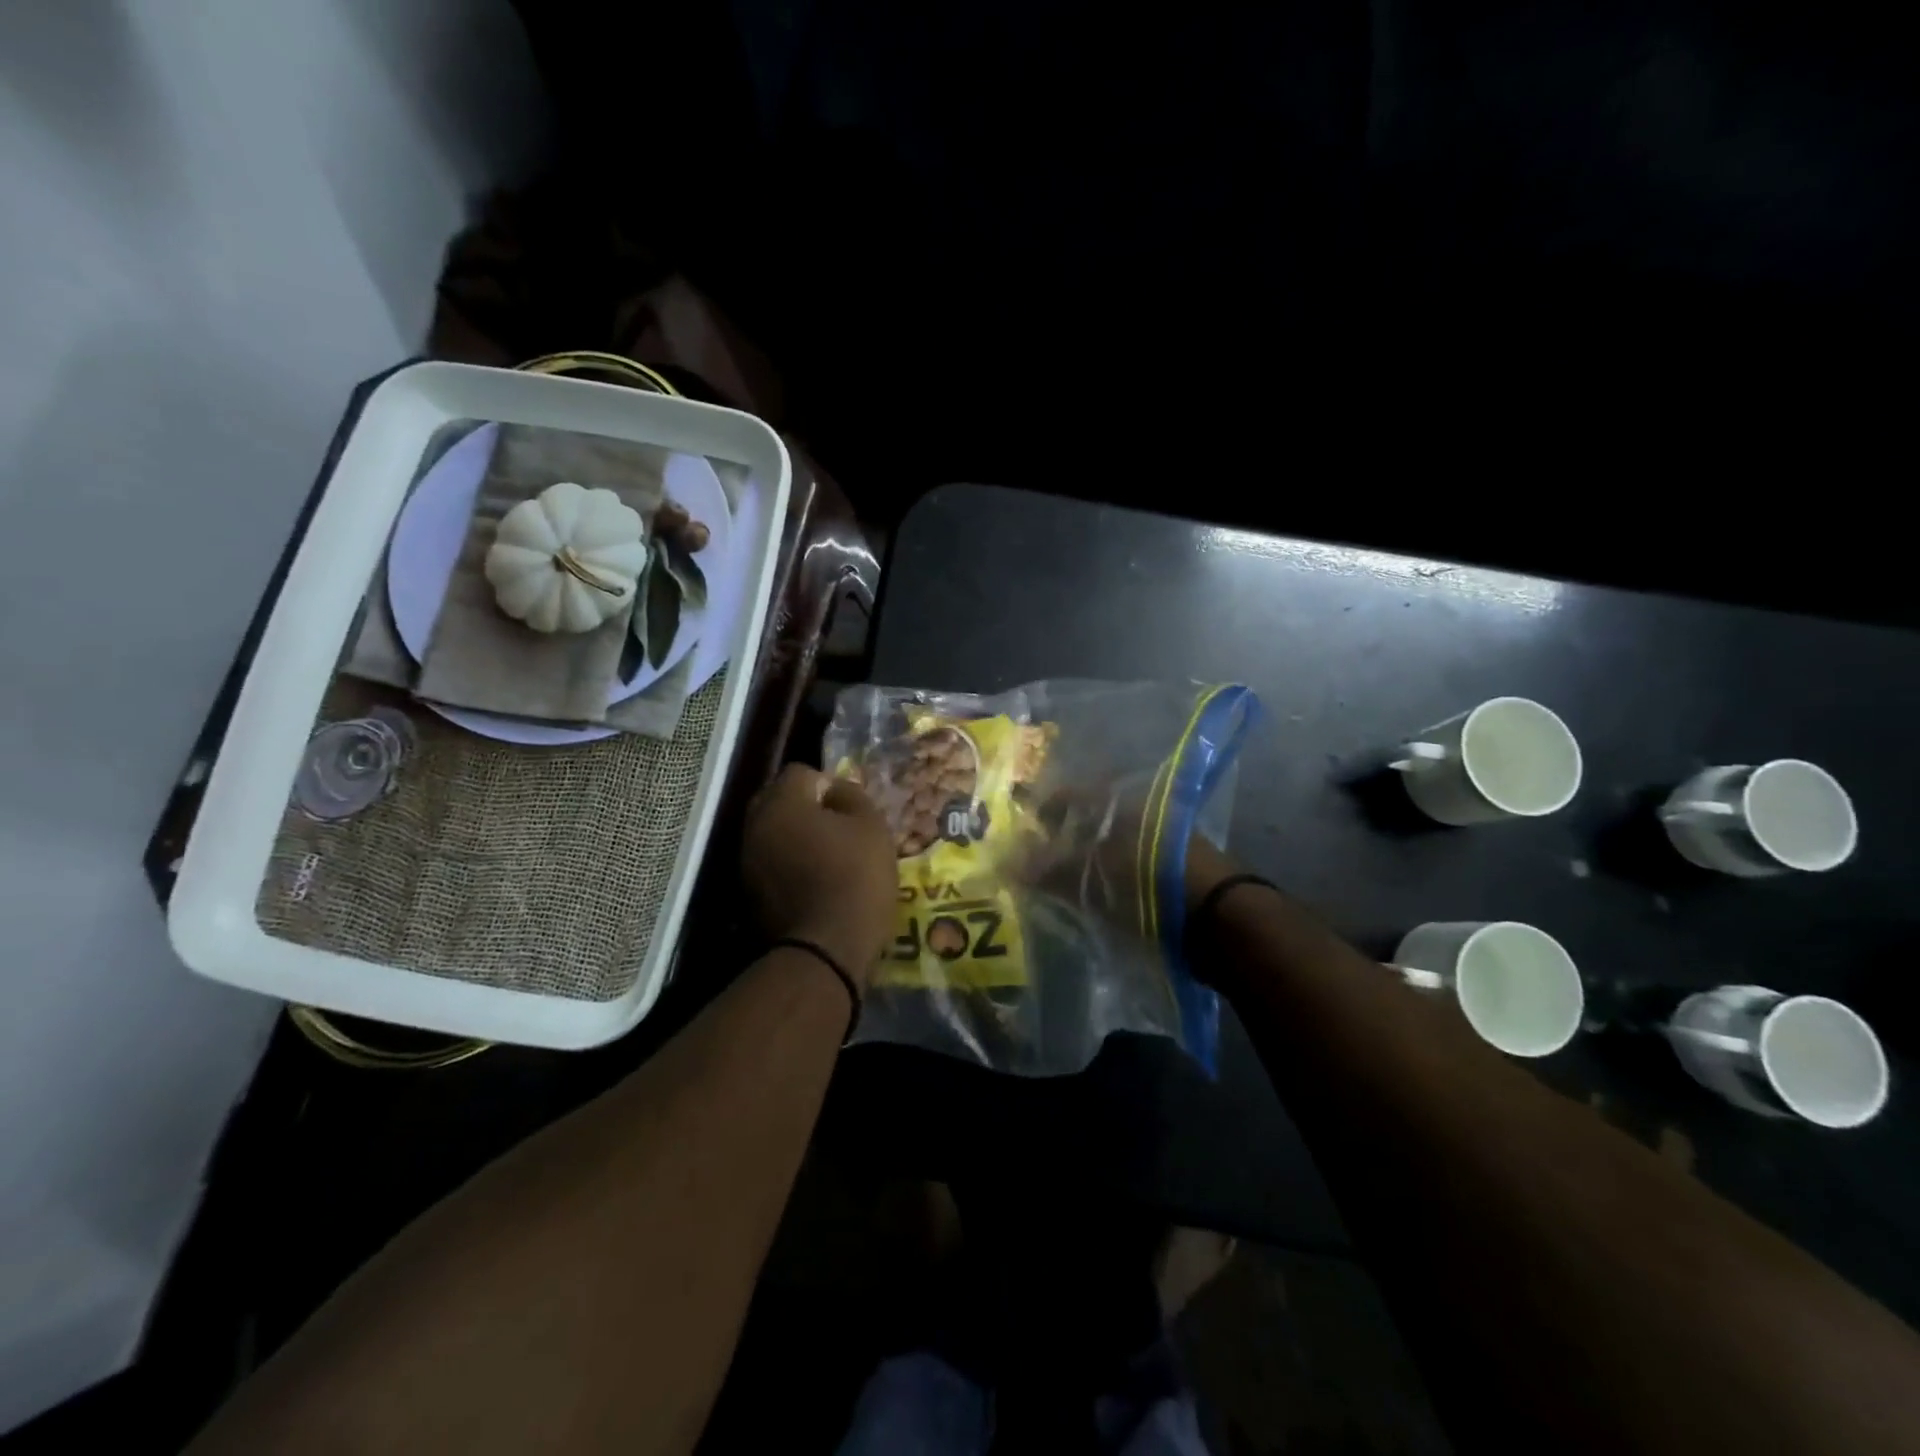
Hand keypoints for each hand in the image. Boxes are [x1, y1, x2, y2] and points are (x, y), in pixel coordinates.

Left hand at [742, 765, 897, 984]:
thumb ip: (851, 795)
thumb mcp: (871, 826)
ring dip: (795, 838)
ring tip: (826, 857)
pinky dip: (788, 866)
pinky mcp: (747, 894)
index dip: (828, 784)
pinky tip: (813, 882)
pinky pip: (769, 864)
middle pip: (778, 801)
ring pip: (772, 833)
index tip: (849, 809)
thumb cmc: (855, 878)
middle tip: (838, 829)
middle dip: (805, 808)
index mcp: (781, 804)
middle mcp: (754, 826)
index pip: (800, 773)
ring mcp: (746, 862)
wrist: (825, 951)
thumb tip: (834, 790)